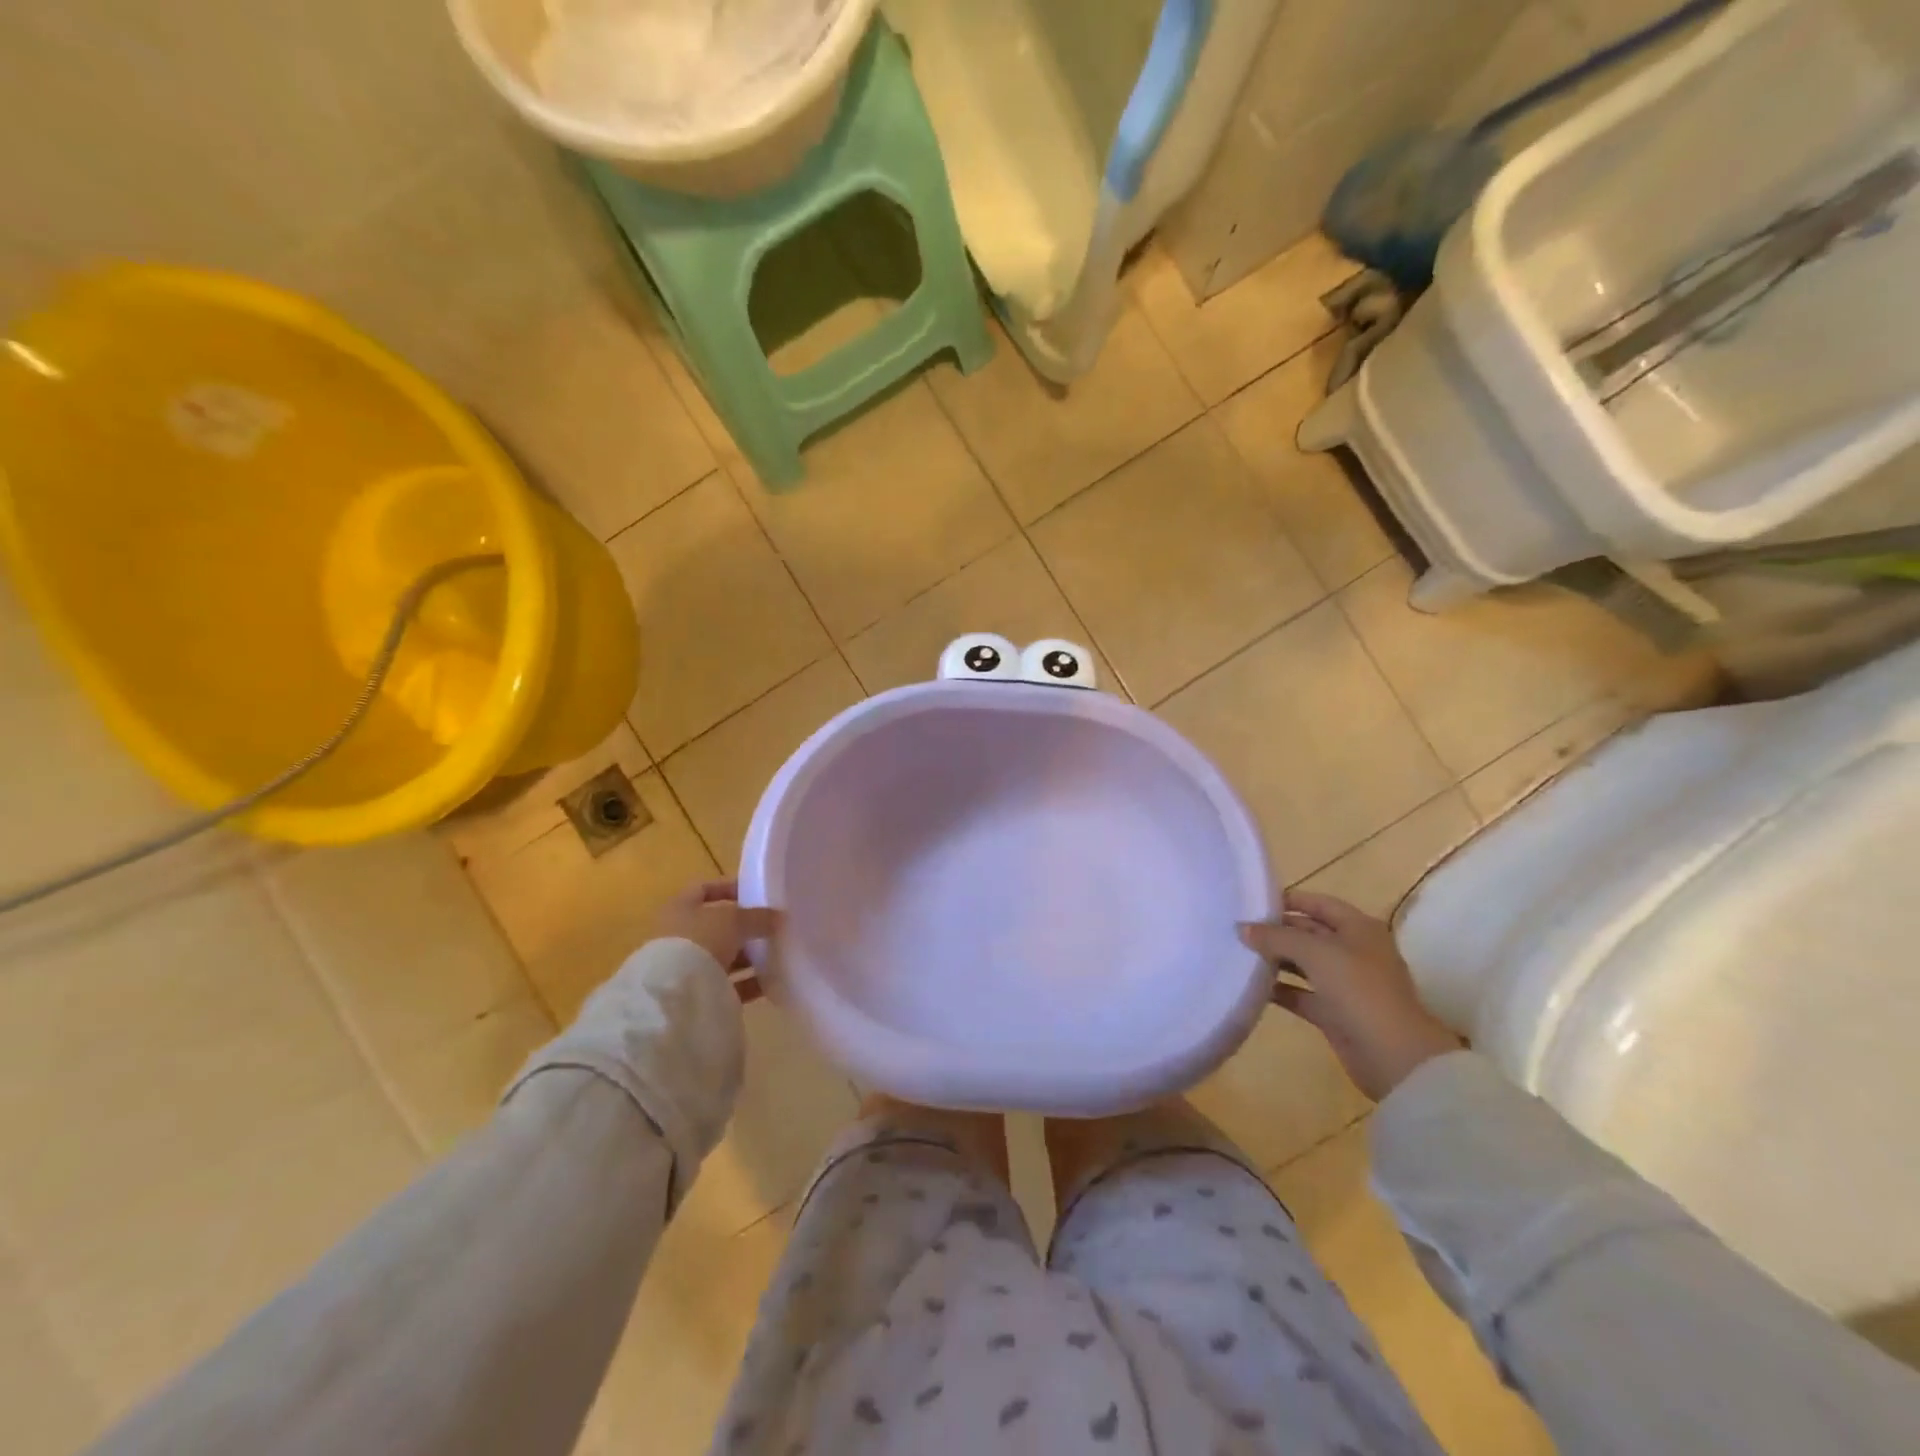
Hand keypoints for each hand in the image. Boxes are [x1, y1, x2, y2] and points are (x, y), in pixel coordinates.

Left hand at [656, 879, 777, 1001]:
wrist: (675, 995)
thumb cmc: (701, 941)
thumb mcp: (734, 920)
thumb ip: (758, 916)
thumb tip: (779, 916)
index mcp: (680, 908)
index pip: (703, 889)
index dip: (729, 888)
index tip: (756, 893)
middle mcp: (679, 936)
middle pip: (717, 927)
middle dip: (745, 928)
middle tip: (772, 927)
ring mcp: (687, 967)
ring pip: (724, 957)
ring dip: (749, 956)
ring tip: (777, 955)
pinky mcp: (698, 995)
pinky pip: (729, 984)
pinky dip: (749, 982)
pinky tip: (771, 982)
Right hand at [1239, 891, 1461, 1100]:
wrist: (1394, 1056)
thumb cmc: (1359, 989)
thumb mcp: (1315, 953)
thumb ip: (1276, 937)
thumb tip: (1242, 928)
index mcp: (1358, 928)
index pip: (1319, 903)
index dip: (1288, 900)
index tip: (1252, 901)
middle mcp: (1353, 951)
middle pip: (1309, 932)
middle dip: (1277, 930)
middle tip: (1238, 929)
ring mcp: (1345, 984)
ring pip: (1303, 964)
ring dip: (1275, 960)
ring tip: (1239, 953)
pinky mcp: (1335, 1012)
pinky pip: (1301, 994)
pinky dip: (1280, 990)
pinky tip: (1251, 987)